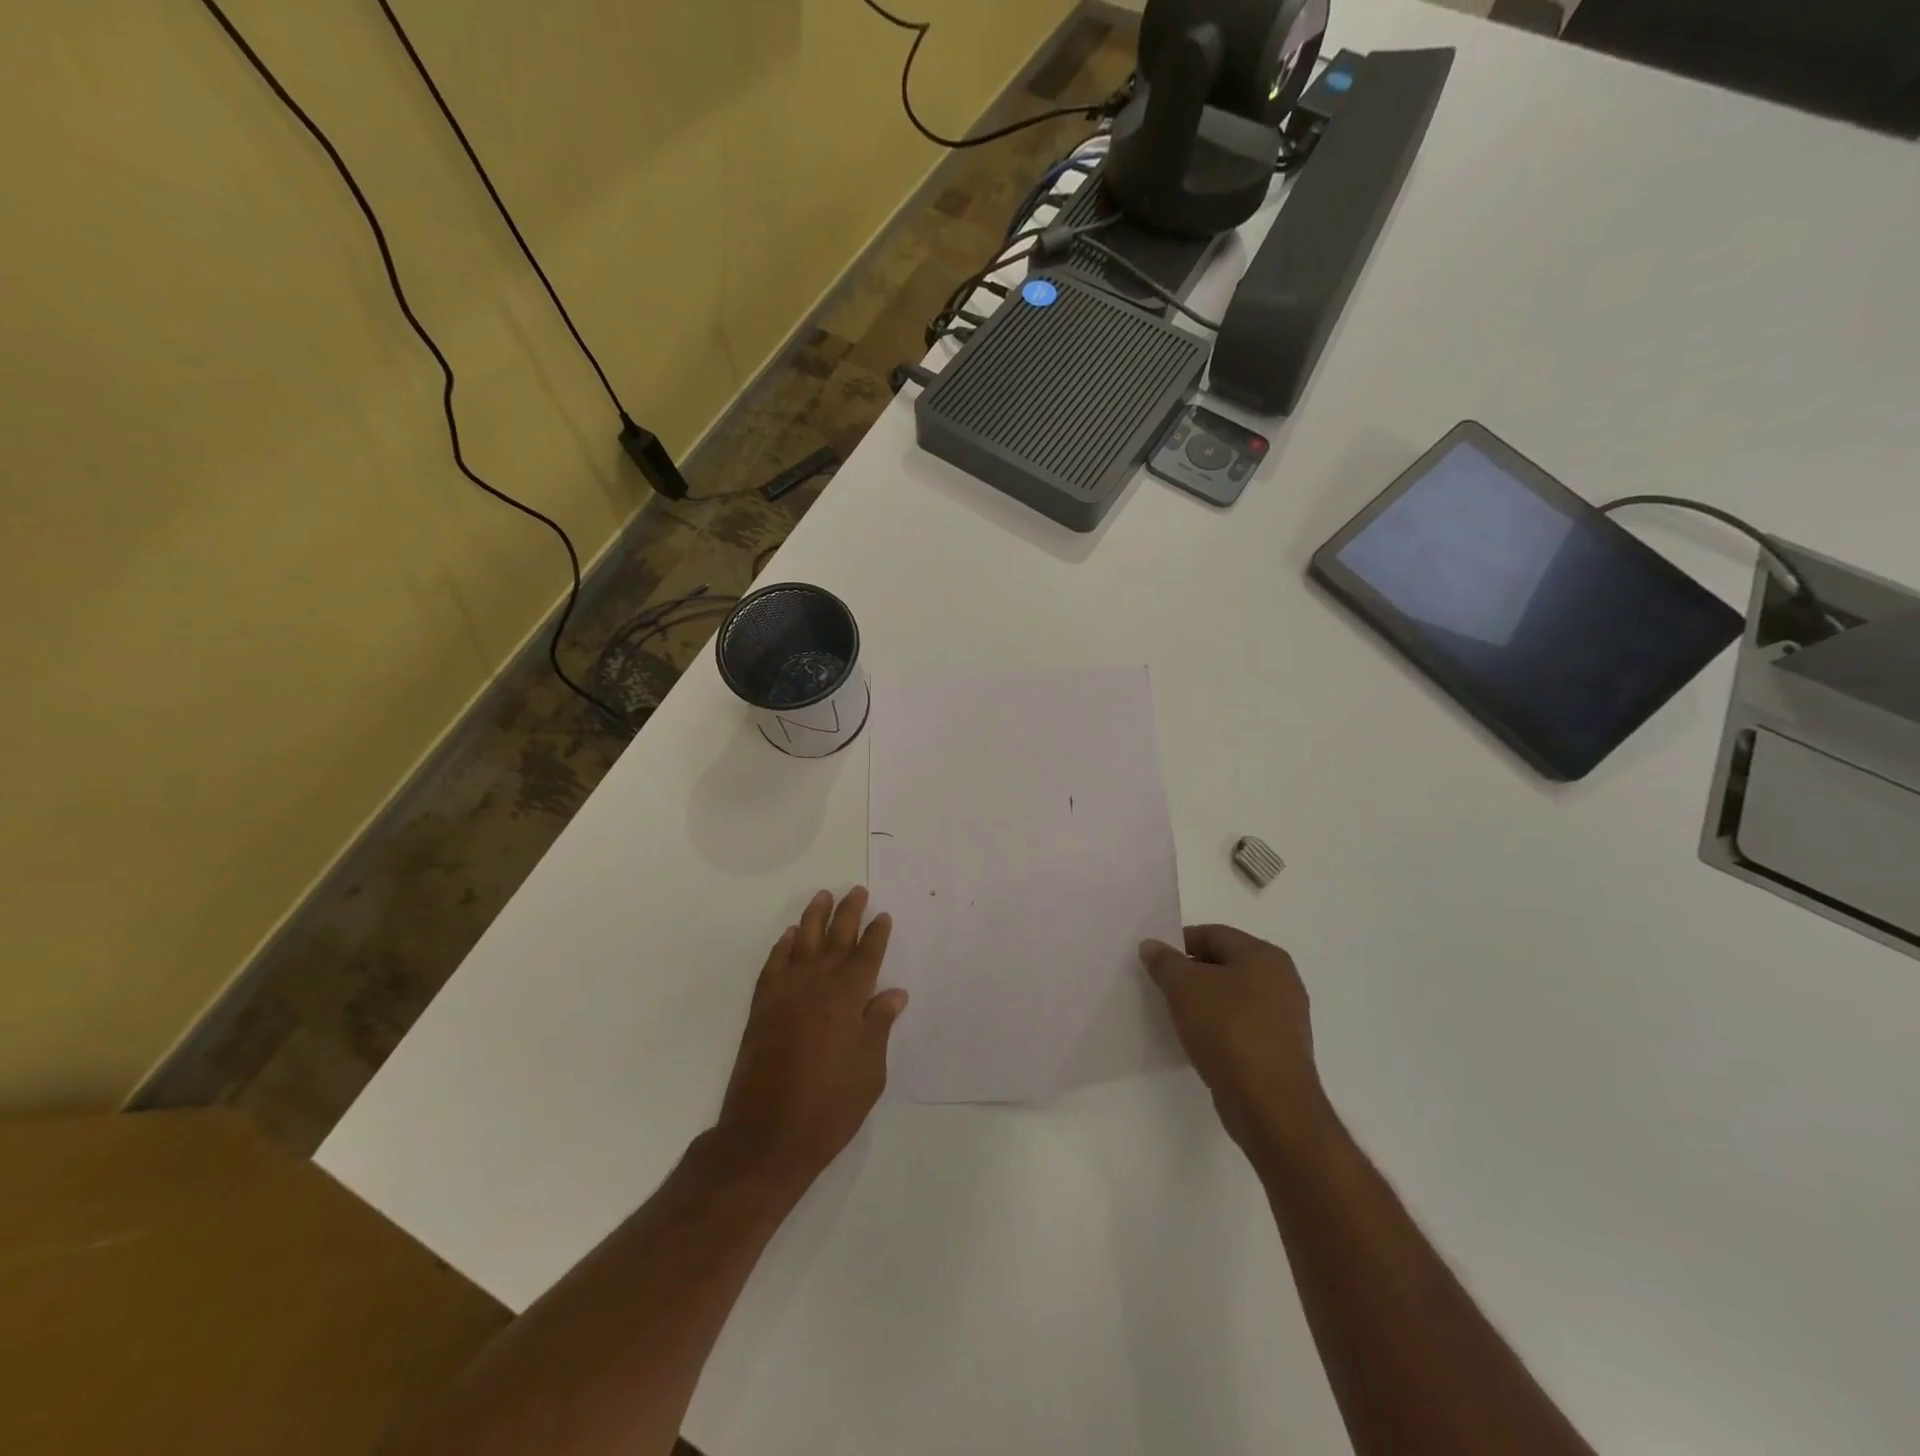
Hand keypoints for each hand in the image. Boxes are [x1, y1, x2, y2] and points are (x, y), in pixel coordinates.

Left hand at [714, 887, 906, 1200]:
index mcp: (848, 997)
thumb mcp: (870, 1071)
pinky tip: (792, 936)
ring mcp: (785, 993)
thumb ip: (879, 1026)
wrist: (766, 1134)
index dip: (877, 934)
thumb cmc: (829, 1106)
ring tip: (823, 896)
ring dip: (815, 917)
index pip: (867, 955)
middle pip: (836, 938)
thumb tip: (894, 993)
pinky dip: (784, 945)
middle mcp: (817, 984)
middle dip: (849, 913)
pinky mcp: (762, 1006)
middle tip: (857, 891)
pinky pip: (774, 964)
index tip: (883, 916)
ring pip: (803, 942)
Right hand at [1140, 925, 1325, 1154]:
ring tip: (1174, 1016)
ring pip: (1232, 997)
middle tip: (1159, 987)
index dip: (1178, 943)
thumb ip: (1165, 962)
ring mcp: (1284, 1018)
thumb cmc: (1228, 1031)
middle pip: (1223, 964)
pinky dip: (1218, 1028)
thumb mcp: (1185, 988)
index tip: (1153, 962)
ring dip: (1202, 1003)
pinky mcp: (1279, 1050)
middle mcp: (1281, 981)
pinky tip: (1197, 1041)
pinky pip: (1240, 1026)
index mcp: (1264, 956)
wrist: (1270, 1106)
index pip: (1212, 934)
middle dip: (1189, 974)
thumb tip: (1152, 946)